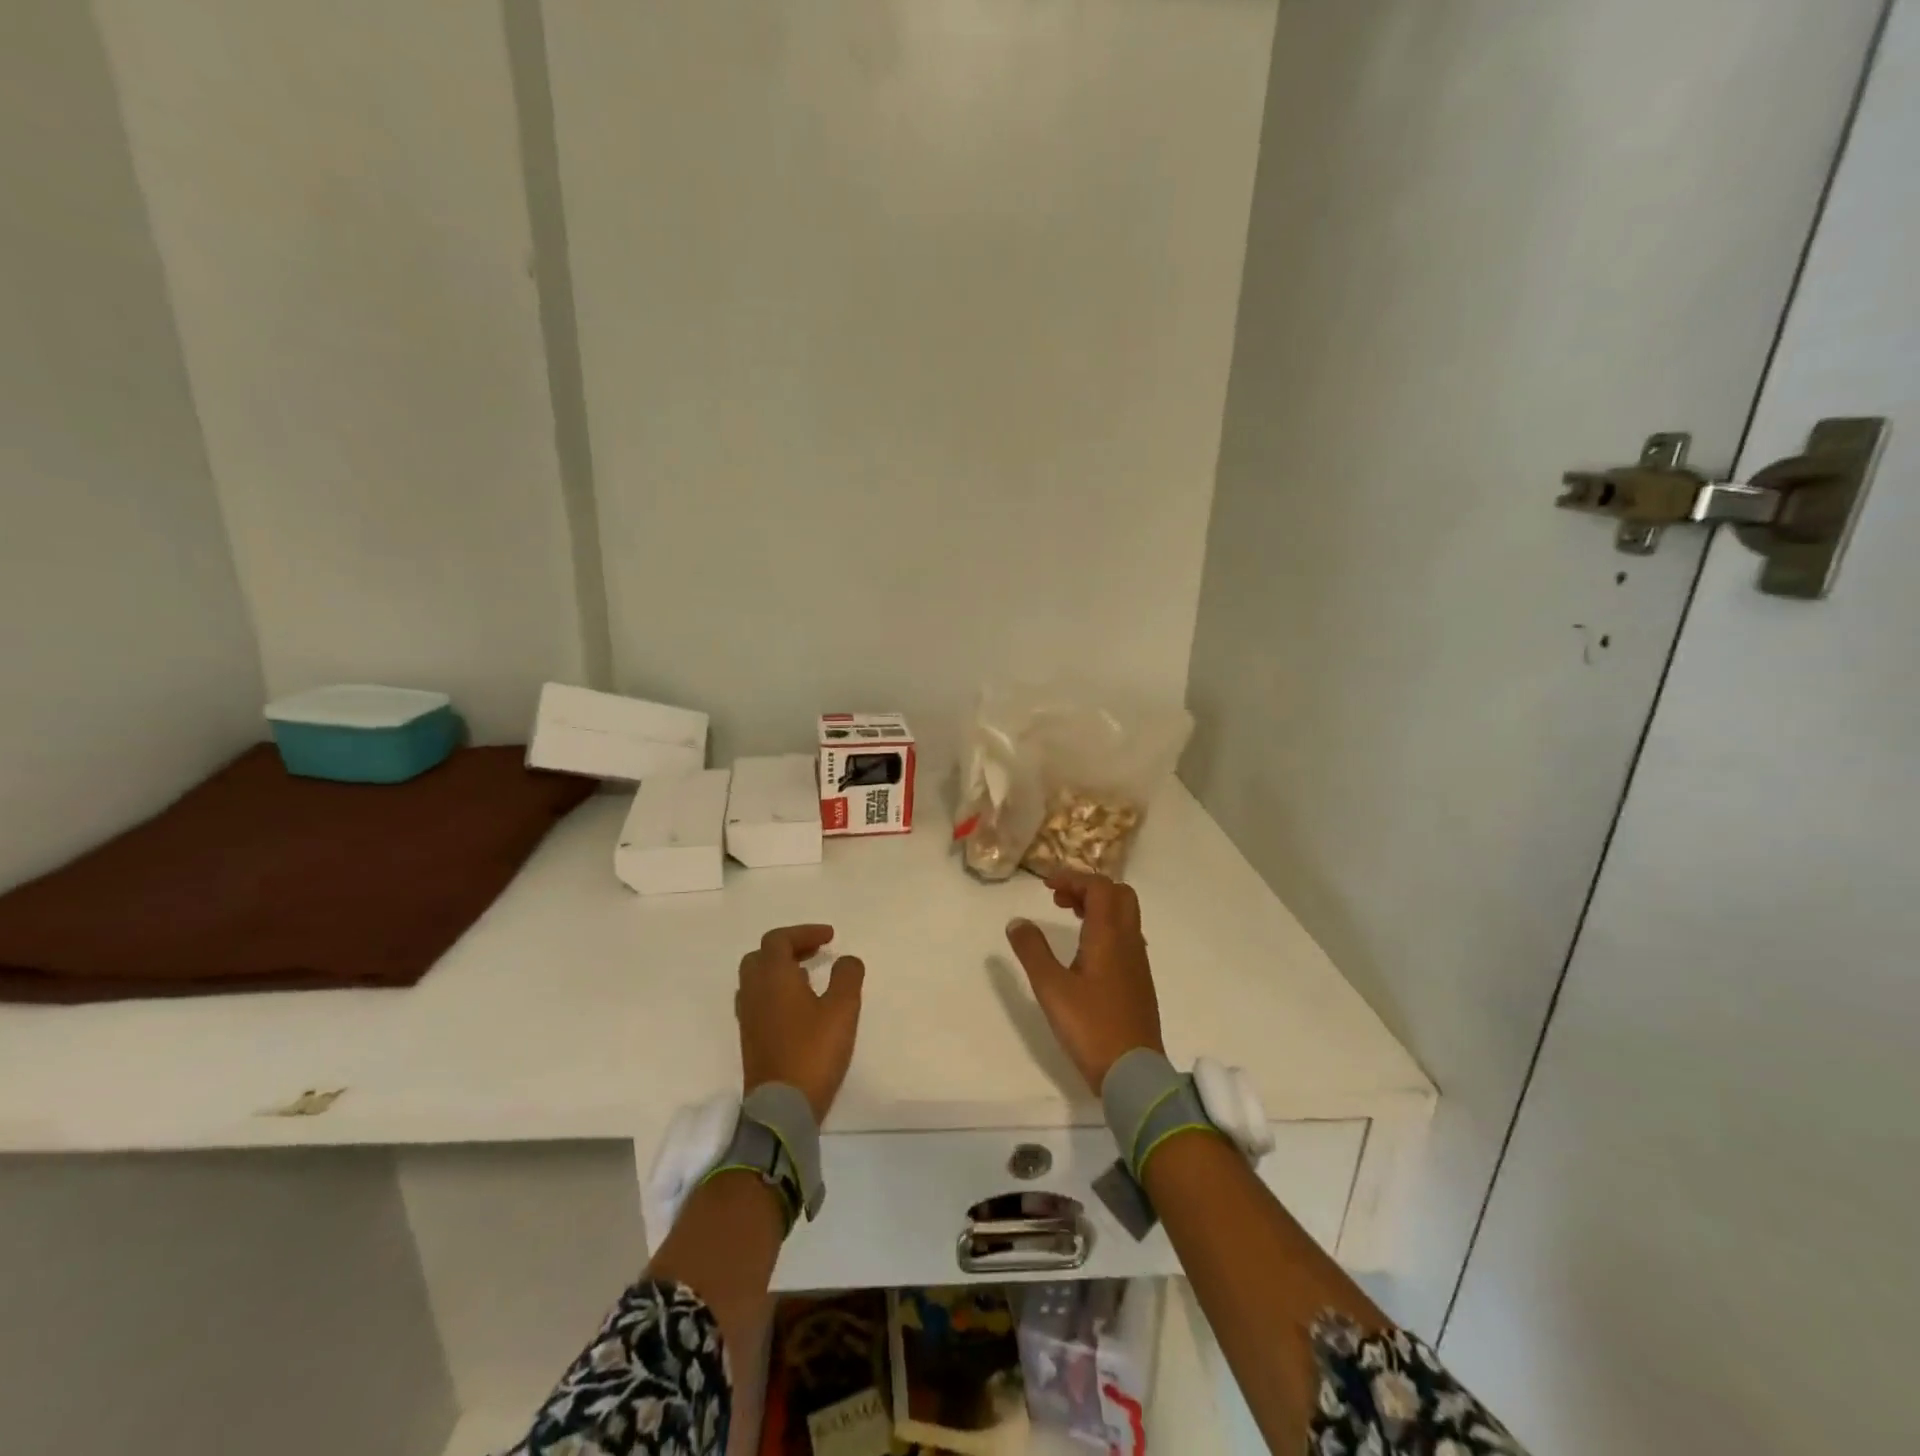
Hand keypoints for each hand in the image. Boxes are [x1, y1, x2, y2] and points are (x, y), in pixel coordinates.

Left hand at [736, 925, 865, 1121]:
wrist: (781, 1108)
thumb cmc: (813, 1052)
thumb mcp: (842, 1009)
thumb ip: (847, 976)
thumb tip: (846, 960)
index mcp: (773, 976)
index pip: (779, 940)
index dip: (804, 932)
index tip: (830, 937)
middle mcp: (754, 991)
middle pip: (762, 955)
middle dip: (789, 947)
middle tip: (815, 952)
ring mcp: (748, 1016)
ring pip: (757, 978)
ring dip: (780, 969)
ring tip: (809, 976)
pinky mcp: (750, 1038)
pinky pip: (758, 999)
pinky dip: (775, 990)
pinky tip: (797, 1006)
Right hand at [1005, 872, 1163, 1093]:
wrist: (1133, 1072)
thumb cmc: (1090, 1027)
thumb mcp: (1051, 988)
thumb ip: (1032, 951)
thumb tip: (1017, 922)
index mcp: (1109, 935)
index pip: (1099, 887)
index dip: (1073, 878)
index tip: (1046, 886)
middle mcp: (1129, 941)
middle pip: (1119, 894)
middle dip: (1088, 887)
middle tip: (1060, 900)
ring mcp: (1138, 961)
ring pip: (1125, 915)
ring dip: (1098, 906)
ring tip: (1069, 918)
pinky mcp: (1139, 980)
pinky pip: (1126, 936)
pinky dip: (1106, 927)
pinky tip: (1086, 950)